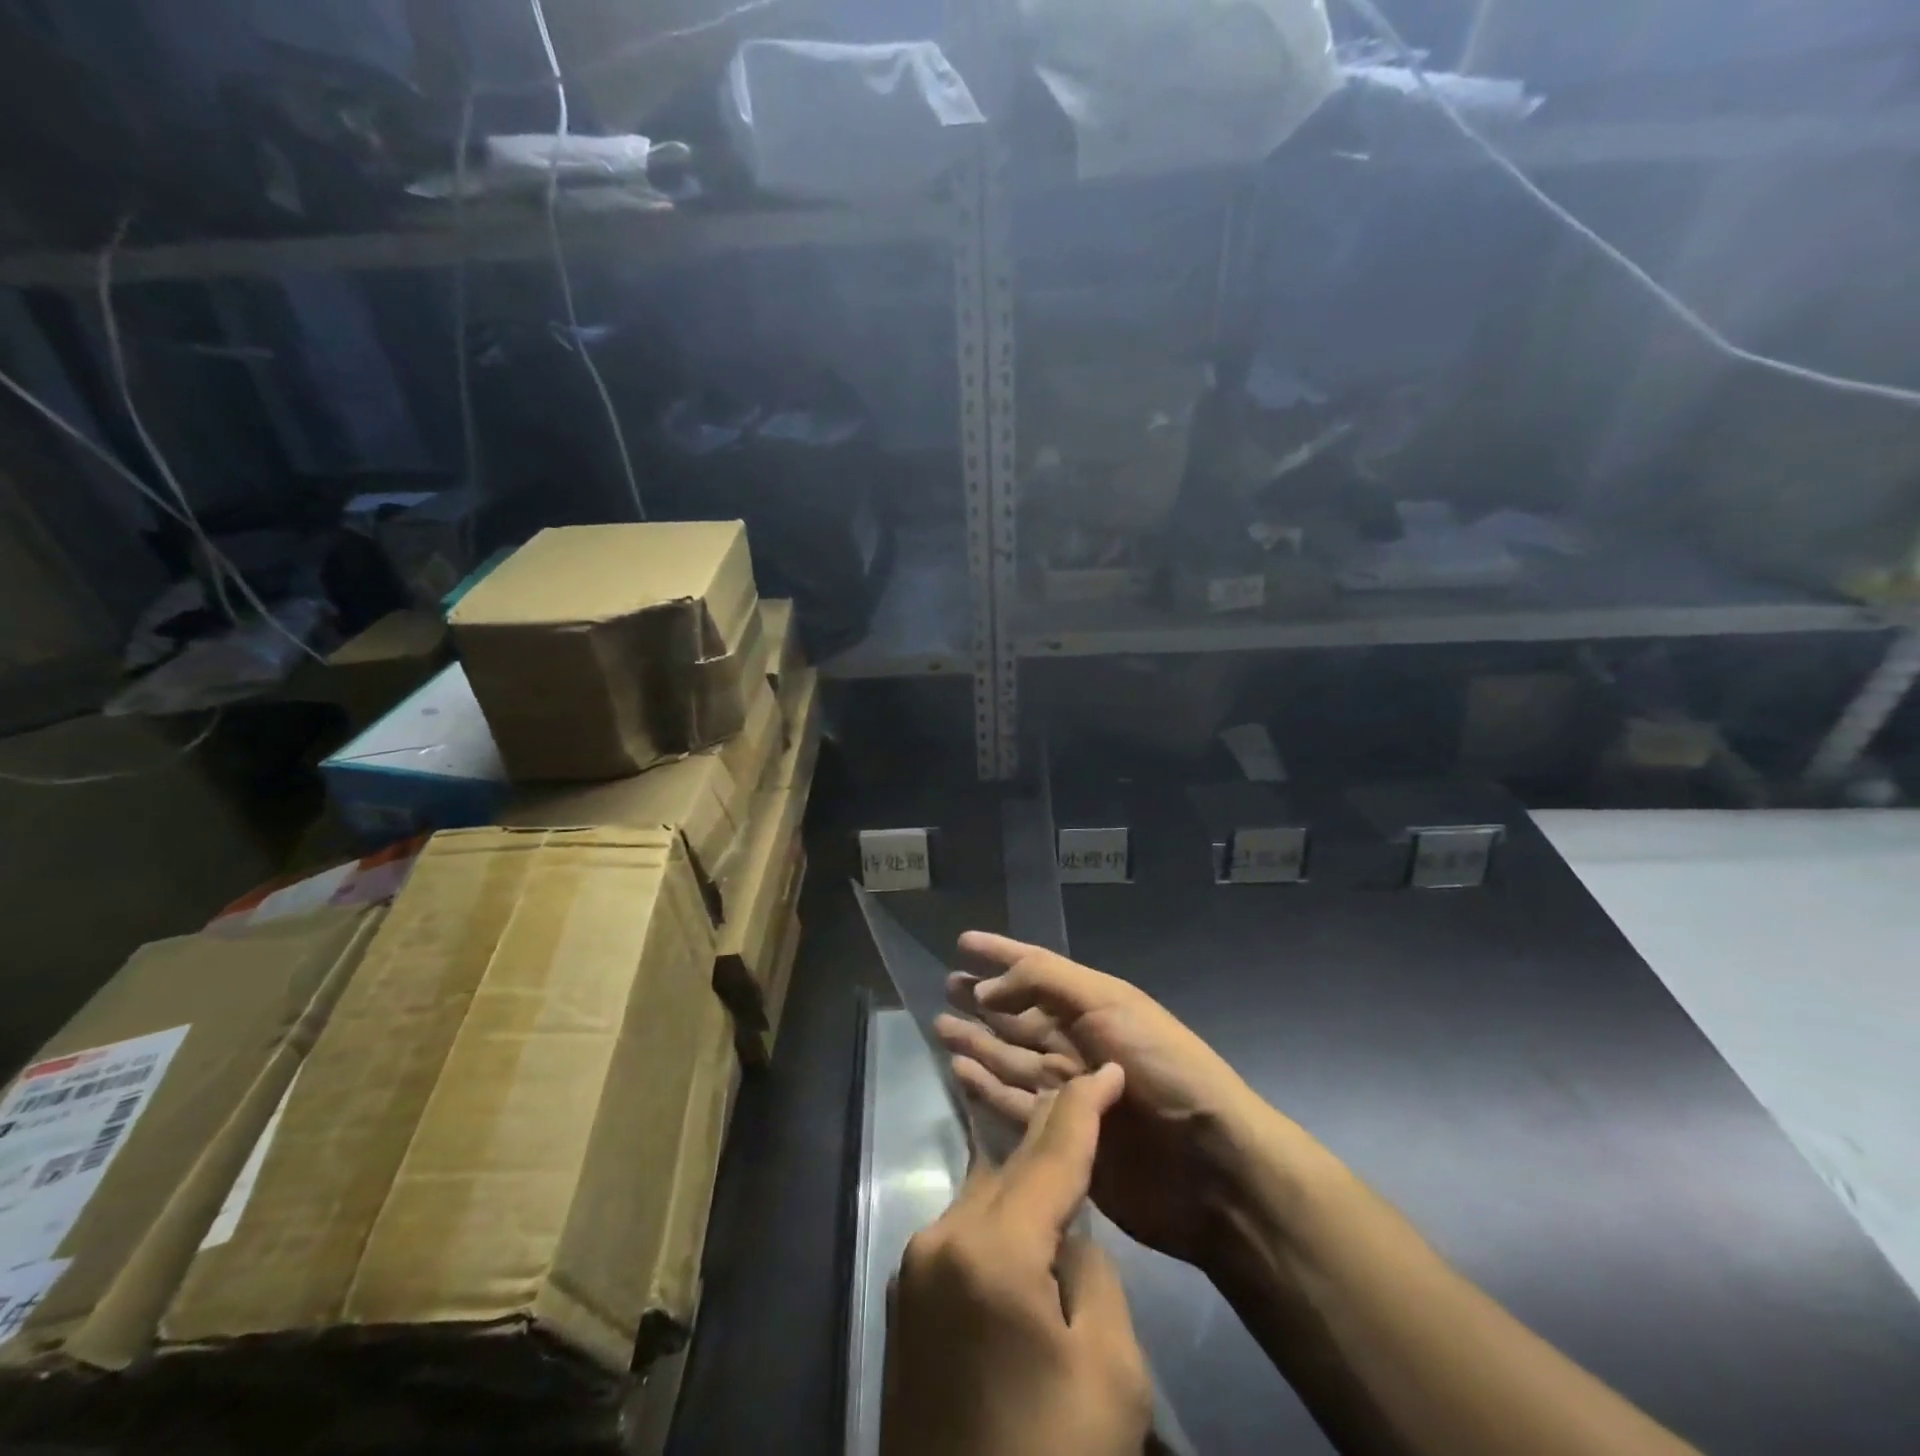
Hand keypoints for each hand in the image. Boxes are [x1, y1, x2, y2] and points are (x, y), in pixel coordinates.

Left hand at [882, 1064, 1150, 1455]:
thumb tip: (1066, 1237)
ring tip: (1066, 1162)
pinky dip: (999, 1221)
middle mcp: (939, 1240)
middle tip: (1091, 1106)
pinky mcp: (905, 1302)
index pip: (1050, 1155)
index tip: (1107, 1069)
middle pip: (1009, 1169)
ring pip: (983, 1198)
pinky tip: (1025, 1229)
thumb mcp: (1109, 1372)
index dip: (1084, 1107)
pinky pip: (963, 1234)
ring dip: (1025, 1183)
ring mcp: (913, 1270)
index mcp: (989, 1249)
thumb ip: (1092, 1274)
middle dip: (1053, 1139)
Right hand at [936, 931, 1277, 1266]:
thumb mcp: (1109, 1004)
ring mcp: (1068, 1091)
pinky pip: (1013, 1105)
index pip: (1035, 968)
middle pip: (1018, 1015)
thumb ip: (1045, 984)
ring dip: (978, 1042)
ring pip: (1010, 1058)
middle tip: (946, 985)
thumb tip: (986, 989)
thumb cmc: (1162, 1068)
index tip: (963, 941)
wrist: (1211, 1166)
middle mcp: (1078, 1042)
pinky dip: (987, 1089)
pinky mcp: (1061, 1138)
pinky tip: (960, 1074)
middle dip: (983, 999)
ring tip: (941, 1027)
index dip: (1001, 953)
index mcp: (1093, 1005)